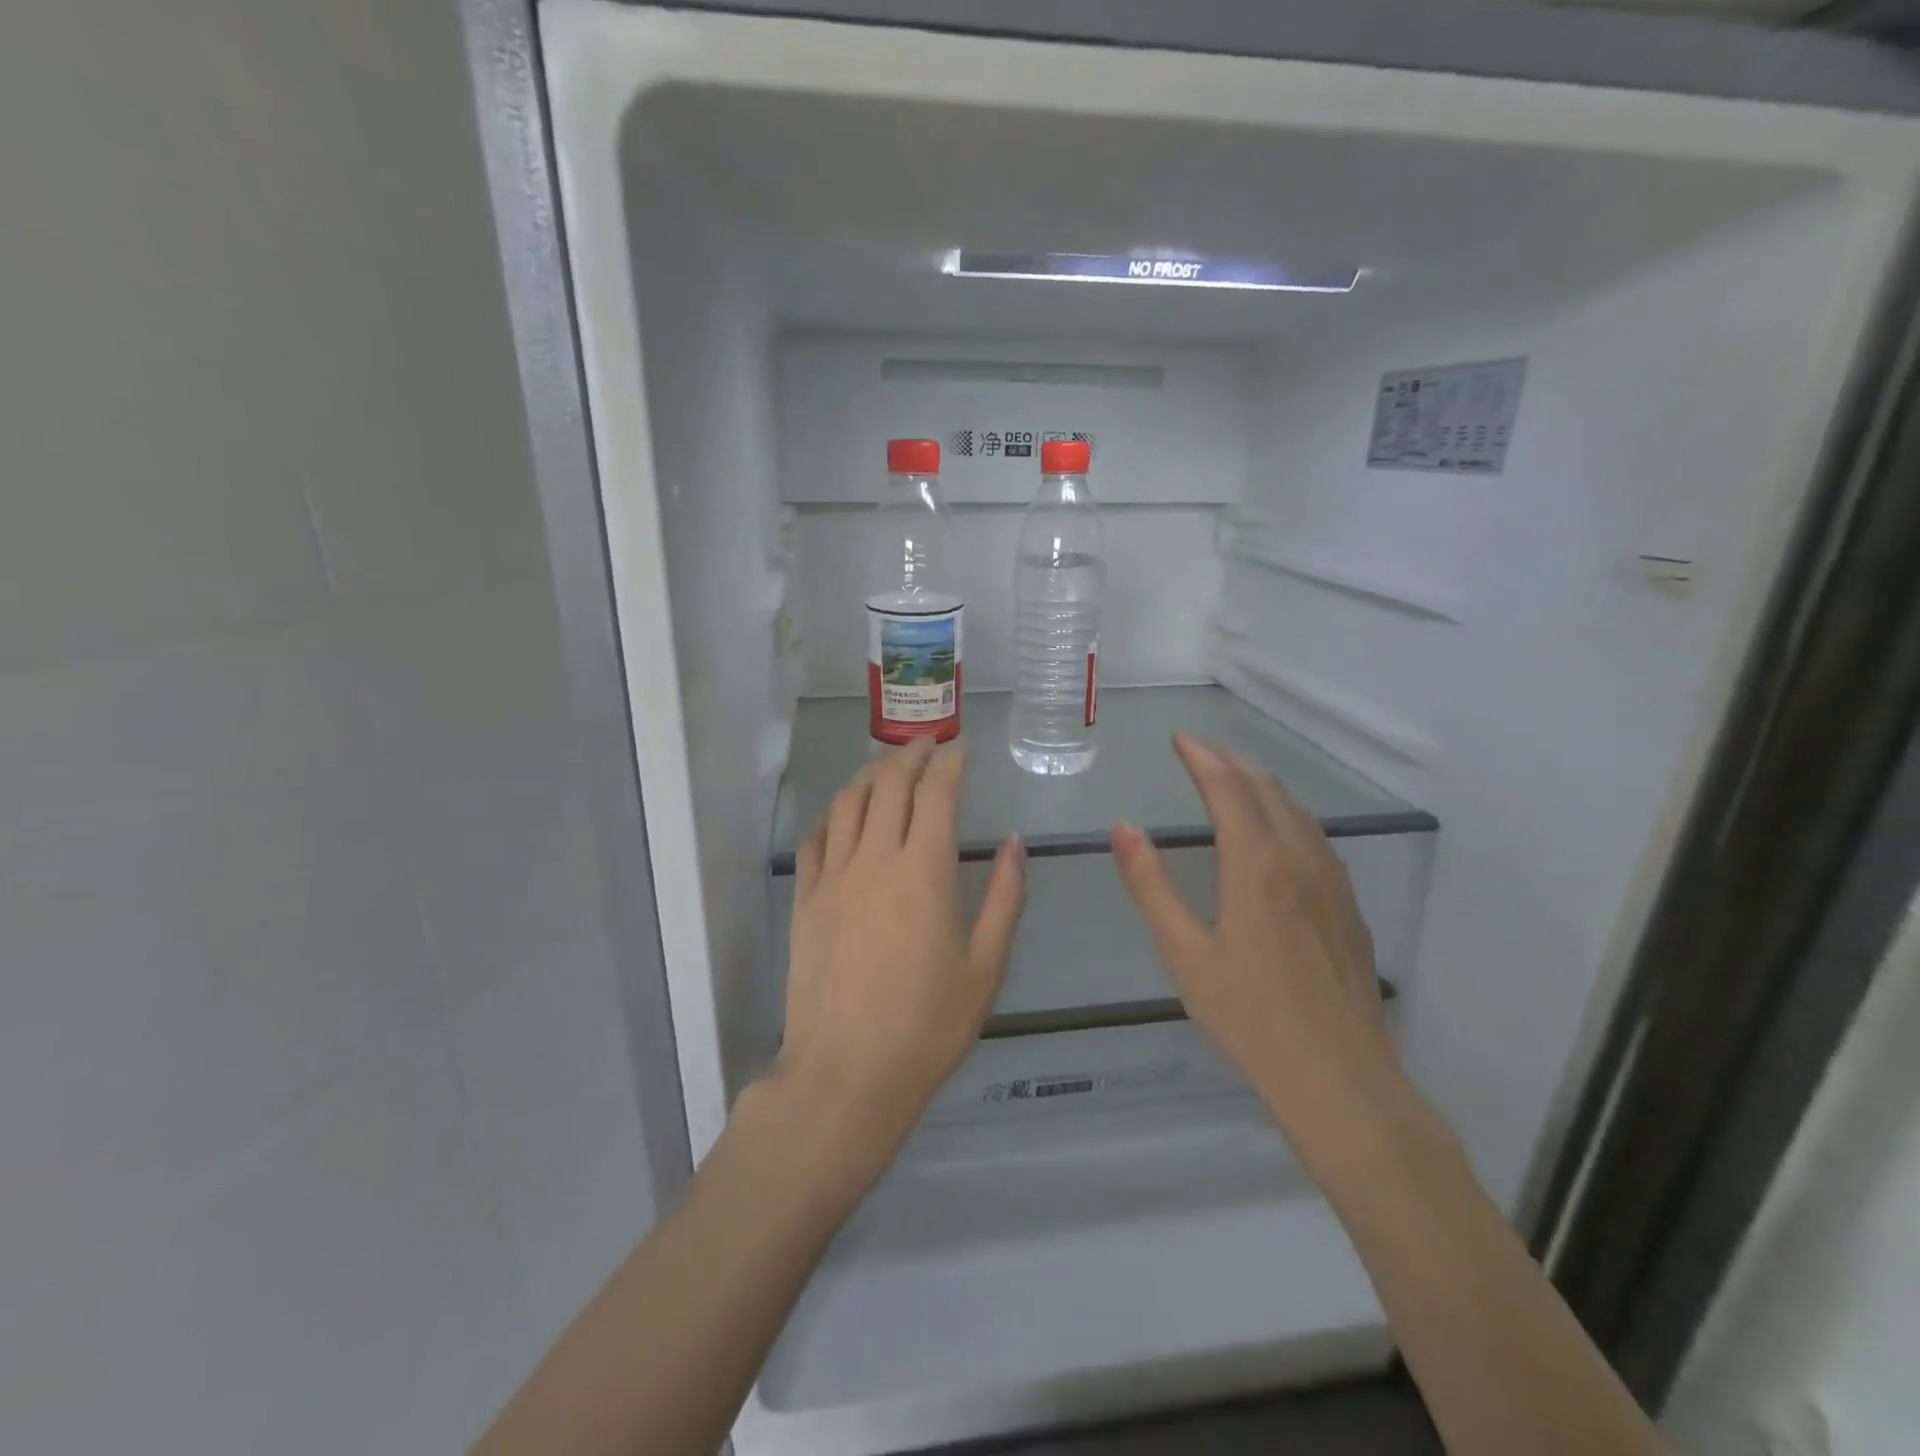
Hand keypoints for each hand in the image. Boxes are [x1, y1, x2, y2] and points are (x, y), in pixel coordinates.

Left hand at [774, 739, 1025, 1171]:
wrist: (847, 1074)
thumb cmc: (927, 1026)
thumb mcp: (985, 967)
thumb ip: (1003, 898)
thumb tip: (1012, 843)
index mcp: (923, 872)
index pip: (935, 794)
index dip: (949, 763)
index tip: (961, 749)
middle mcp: (874, 860)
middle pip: (888, 784)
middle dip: (910, 754)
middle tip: (928, 743)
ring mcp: (833, 877)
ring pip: (847, 802)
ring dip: (870, 774)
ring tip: (888, 767)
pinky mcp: (805, 900)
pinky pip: (814, 839)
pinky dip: (831, 814)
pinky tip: (842, 814)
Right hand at [1110, 734, 1395, 1139]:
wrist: (1339, 1077)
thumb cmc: (1249, 1017)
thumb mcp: (1184, 953)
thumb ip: (1150, 885)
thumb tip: (1123, 827)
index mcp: (1256, 865)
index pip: (1228, 788)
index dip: (1202, 757)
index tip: (1179, 739)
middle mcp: (1299, 858)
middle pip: (1266, 789)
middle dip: (1230, 761)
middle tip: (1198, 752)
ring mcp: (1332, 881)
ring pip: (1296, 810)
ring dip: (1260, 784)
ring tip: (1232, 779)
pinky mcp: (1347, 905)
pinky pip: (1315, 836)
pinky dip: (1286, 814)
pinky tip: (1277, 832)